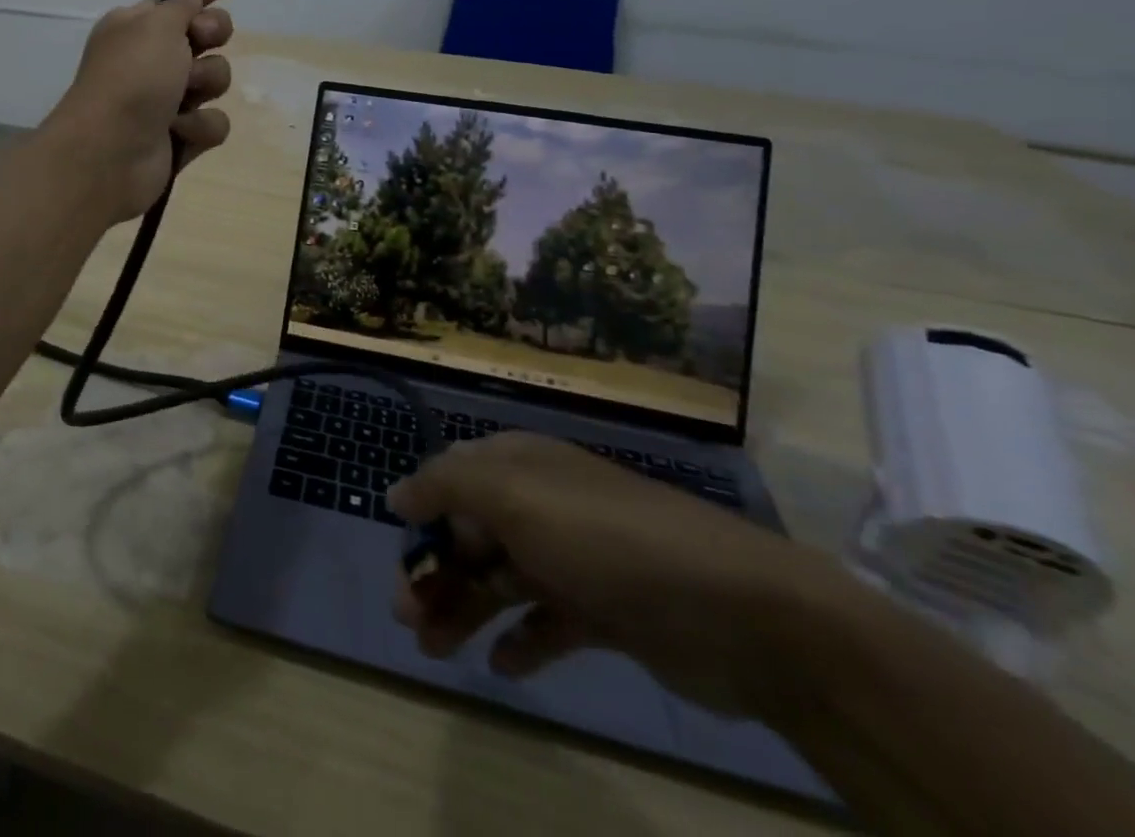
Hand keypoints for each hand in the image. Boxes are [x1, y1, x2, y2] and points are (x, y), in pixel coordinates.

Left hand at [42, 0, 234, 223]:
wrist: (109, 152)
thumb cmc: (131, 78)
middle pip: (203, 38)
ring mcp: (166, 101)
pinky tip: (179, 131)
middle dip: (212, 35)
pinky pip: (213, 123)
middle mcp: (151, 61)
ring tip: (182, 97)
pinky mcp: (180, 138)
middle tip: (203, 40)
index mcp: (135, 28)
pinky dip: (199, 126)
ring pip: (214, 80)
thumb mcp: (156, 26)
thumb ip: (182, 5)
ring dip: (204, 83)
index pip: (174, 2)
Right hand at [388, 432, 837, 714]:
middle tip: (409, 621)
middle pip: (471, 534)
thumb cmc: (605, 540)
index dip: (422, 517)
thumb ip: (446, 486)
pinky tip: (507, 668)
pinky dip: (523, 641)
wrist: (738, 612)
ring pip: (501, 580)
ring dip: (466, 610)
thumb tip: (396, 493)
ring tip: (438, 652)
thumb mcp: (514, 496)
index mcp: (519, 466)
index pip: (452, 480)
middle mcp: (542, 505)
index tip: (400, 558)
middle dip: (436, 573)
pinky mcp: (605, 611)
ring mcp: (575, 559)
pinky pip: (548, 622)